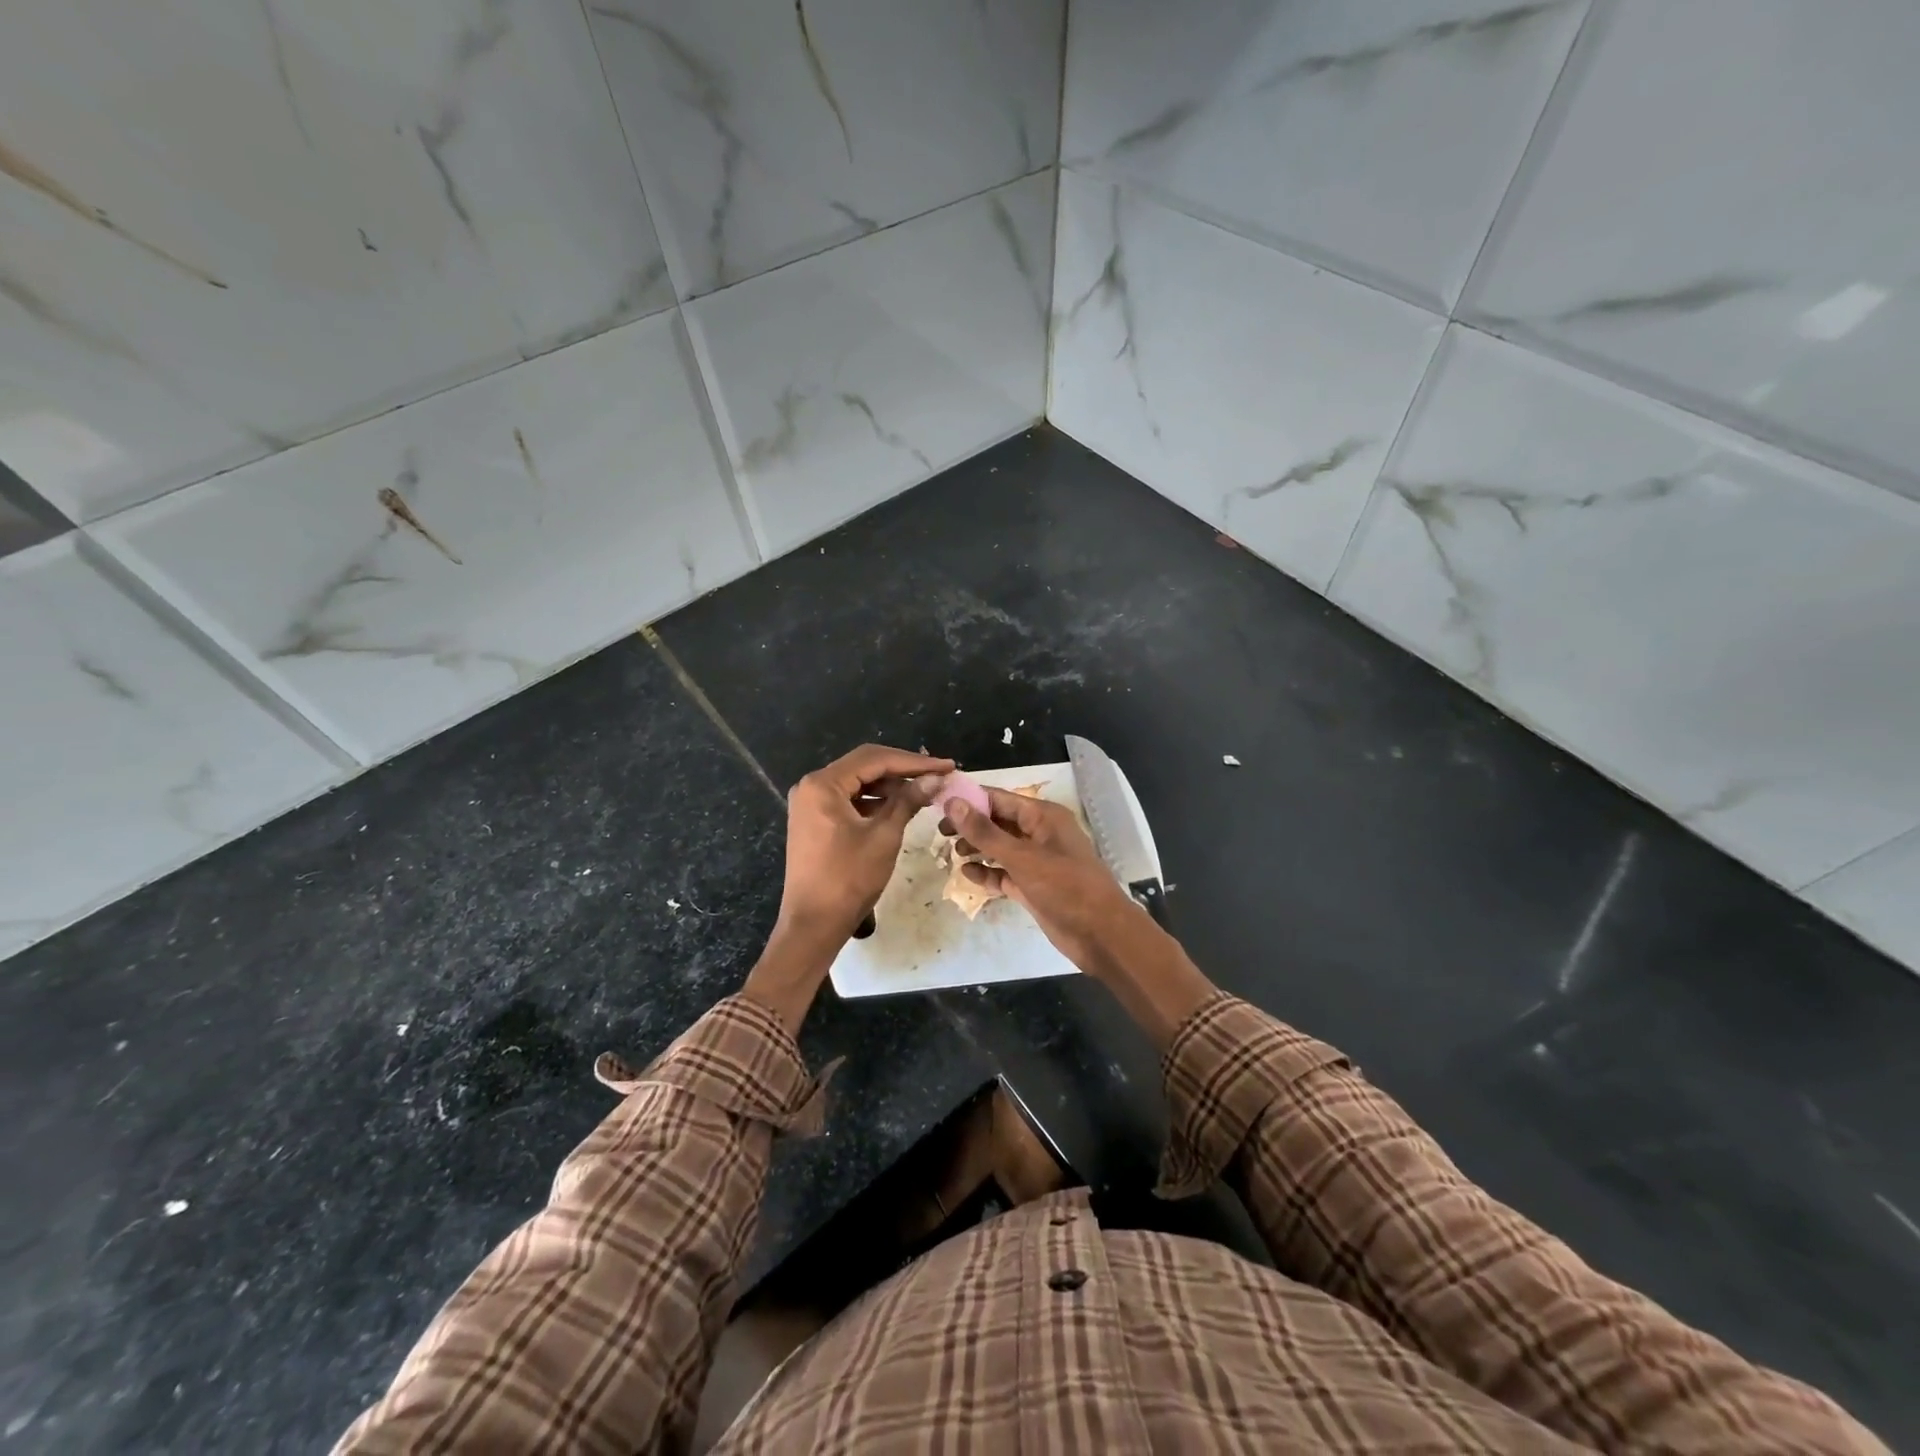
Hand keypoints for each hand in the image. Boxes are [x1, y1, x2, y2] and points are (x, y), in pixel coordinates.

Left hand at [778, 743, 952, 946]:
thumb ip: (908, 801)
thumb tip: (935, 778)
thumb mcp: (884, 836)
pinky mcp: (814, 820)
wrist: (813, 924)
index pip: (874, 759)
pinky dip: (874, 802)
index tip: (946, 766)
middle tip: (938, 774)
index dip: (914, 761)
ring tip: (925, 791)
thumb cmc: (848, 879)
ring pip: (857, 783)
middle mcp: (811, 786)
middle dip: (903, 770)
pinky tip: (900, 806)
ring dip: (890, 786)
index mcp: (823, 784)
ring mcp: (810, 804)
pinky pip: (849, 800)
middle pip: (864, 766)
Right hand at [946, 788, 1140, 974]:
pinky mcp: (1033, 886)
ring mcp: (1037, 861)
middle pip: (998, 822)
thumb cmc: (1065, 887)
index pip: (999, 798)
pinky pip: (1004, 873)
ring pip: (1000, 848)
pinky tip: (967, 875)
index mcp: (1043, 816)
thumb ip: (985, 832)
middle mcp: (1039, 833)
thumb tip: (952, 803)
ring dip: (977, 849)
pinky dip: (987, 872)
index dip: (969, 799)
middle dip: (970, 825)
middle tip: (940, 832)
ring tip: (951, 854)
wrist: (1100, 934)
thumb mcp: (1021, 857)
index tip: (938, 803)